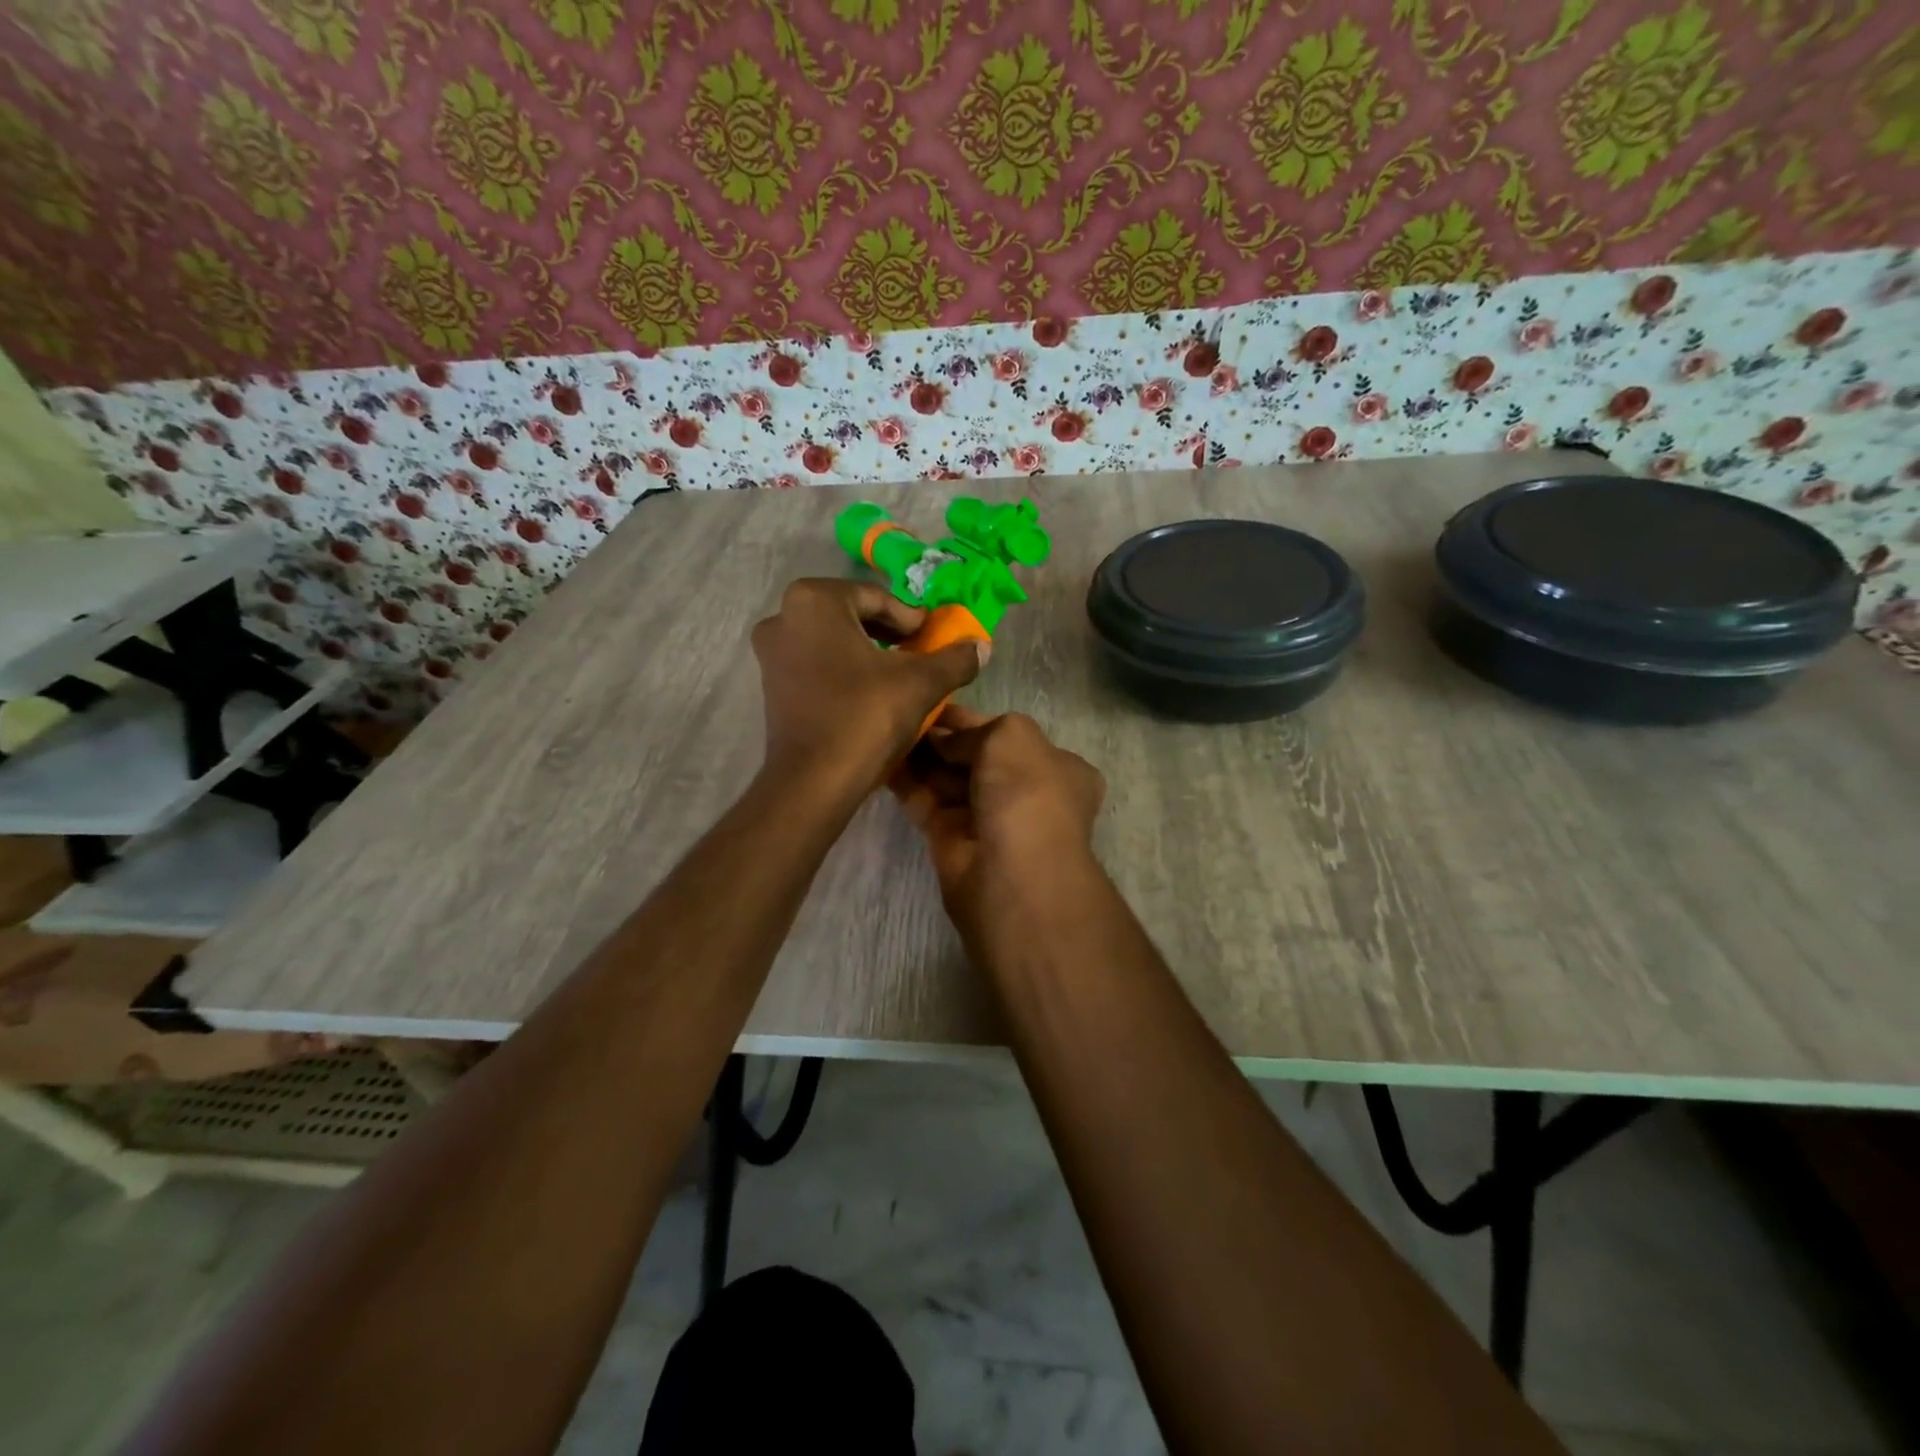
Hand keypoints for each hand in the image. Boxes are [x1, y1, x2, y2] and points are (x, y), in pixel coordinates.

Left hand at [752, 579, 985, 800]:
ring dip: (868, 653)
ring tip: (901, 676)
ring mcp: (771, 654)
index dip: (912, 620)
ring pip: (833, 642)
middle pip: (852, 616)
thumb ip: (955, 658)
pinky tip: (871, 695)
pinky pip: (816, 665)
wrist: (814, 781)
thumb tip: (982, 646)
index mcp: (814, 600)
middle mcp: (784, 617)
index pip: (877, 598)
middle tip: (921, 654)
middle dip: (890, 634)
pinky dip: (845, 671)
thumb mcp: (922, 683)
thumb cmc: (865, 716)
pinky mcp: (771, 686)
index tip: (935, 640)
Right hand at [888, 706, 1104, 931]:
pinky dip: (907, 784)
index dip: (973, 720)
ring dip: (921, 758)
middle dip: (943, 739)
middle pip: (976, 757)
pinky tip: (882, 760)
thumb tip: (944, 740)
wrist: (1013, 874)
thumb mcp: (1012, 735)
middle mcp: (1025, 793)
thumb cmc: (1026, 792)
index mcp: (1056, 767)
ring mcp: (988, 819)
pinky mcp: (952, 841)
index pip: (1009, 735)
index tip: (935, 704)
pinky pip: (926, 804)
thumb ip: (975, 729)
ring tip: (887, 730)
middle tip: (905, 715)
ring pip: (949, 781)